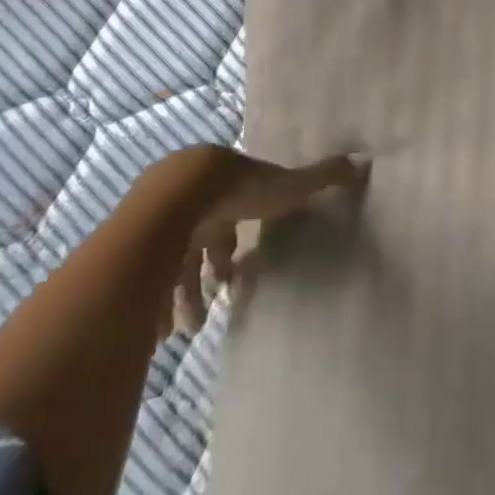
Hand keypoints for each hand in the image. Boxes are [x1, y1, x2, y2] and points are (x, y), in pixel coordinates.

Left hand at [161, 146, 367, 331]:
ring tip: (188, 332)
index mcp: (222, 184)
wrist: (178, 198)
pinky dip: (153, 306)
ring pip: (168, 265)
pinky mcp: (131, 243)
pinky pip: (142, 280)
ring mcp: (154, 220)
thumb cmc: (237, 191)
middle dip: (203, 279)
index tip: (232, 278)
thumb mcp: (285, 187)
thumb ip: (320, 178)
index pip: (226, 219)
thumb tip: (362, 161)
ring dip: (180, 299)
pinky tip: (161, 333)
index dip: (230, 248)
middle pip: (195, 244)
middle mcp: (186, 199)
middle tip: (210, 312)